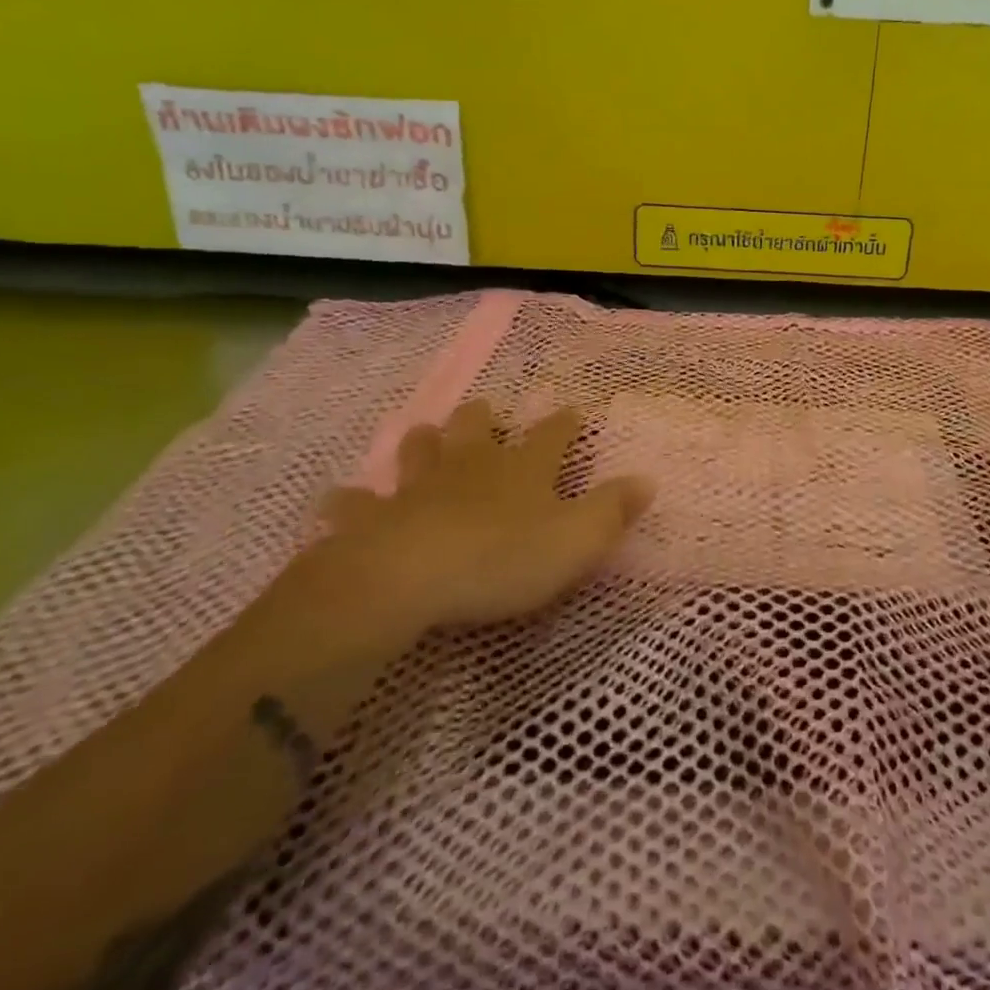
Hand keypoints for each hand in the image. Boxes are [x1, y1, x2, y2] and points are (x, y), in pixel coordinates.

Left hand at [242, 399, 652, 672]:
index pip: (553, 435)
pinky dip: (351, 502)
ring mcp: (418, 487)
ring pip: (419, 450)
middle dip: (483, 417)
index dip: (566, 422)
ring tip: (424, 438)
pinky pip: (356, 504)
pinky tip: (342, 503)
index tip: (574, 410)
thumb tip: (647, 479)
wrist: (410, 580)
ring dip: (423, 443)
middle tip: (486, 412)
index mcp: (524, 469)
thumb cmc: (503, 558)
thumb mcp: (577, 540)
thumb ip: (612, 510)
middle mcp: (472, 466)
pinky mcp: (373, 518)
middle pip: (475, 427)